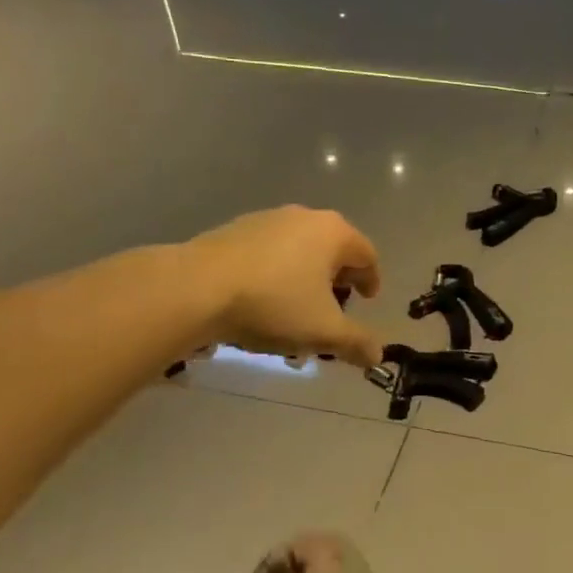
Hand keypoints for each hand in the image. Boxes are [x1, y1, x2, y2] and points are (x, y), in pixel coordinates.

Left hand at [186, 206, 382, 367]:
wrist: (195, 288)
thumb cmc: (273, 304)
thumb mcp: (323, 331)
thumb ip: (356, 342)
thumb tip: (378, 355)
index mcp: (334, 233)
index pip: (367, 255)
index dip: (371, 280)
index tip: (367, 301)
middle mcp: (305, 217)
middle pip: (333, 249)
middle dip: (337, 280)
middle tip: (334, 308)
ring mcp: (267, 220)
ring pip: (299, 250)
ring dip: (305, 277)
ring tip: (295, 309)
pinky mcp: (235, 230)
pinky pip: (269, 252)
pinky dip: (276, 273)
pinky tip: (261, 300)